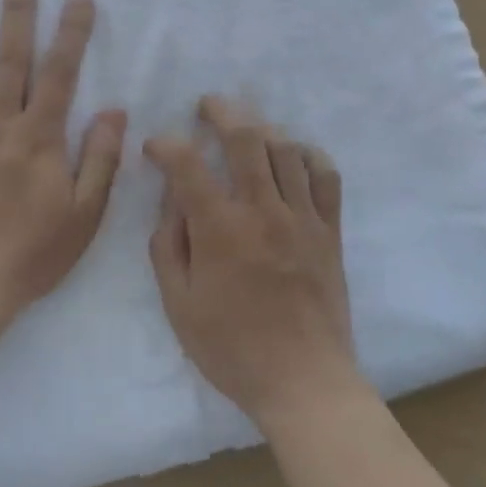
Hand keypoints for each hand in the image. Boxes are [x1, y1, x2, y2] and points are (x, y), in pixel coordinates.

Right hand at [145, 97, 362, 427]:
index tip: (156, 147)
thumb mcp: (180, 306)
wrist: (304, 381)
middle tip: (207, 105)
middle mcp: (263, 210)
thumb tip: (170, 203)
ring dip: (262, 127)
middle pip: (245, 138)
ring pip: (286, 149)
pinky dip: (309, 155)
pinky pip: (325, 176)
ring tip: (246, 127)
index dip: (166, 145)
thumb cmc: (232, 349)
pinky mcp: (329, 230)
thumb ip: (168, 247)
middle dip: (222, 111)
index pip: (188, 165)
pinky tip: (295, 154)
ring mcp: (302, 217)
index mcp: (221, 230)